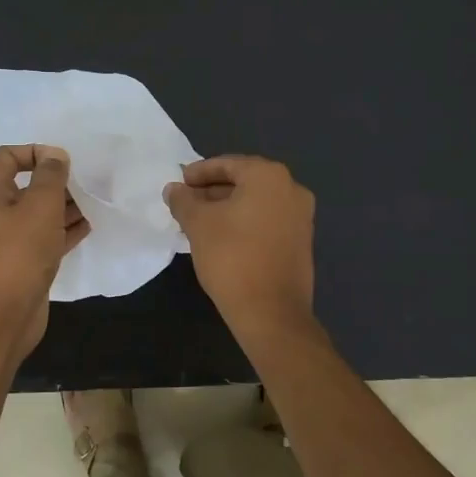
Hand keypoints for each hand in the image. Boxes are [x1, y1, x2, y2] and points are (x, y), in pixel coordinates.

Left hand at [0, 144, 89, 362]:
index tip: (64, 162)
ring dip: (63, 206)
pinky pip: (43, 238)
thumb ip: (51, 176)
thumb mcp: (40, 207)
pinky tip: (88, 227)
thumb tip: (55, 156)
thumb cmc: (18, 254)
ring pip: (37, 213)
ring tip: (93, 203)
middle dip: (55, 181)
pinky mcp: (20, 264)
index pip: (7, 156)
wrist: (0, 320)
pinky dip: (63, 231)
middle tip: (85, 183)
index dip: (35, 151)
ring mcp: (5, 241)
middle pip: (25, 185)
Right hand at [164, 155, 315, 332]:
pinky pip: (267, 221)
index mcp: (269, 176)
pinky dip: (244, 223)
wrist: (271, 312)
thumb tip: (173, 189)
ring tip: (198, 223)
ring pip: (256, 203)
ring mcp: (301, 217)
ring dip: (227, 209)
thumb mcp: (198, 224)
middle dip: (212, 191)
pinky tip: (222, 239)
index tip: (178, 184)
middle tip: (185, 203)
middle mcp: (291, 189)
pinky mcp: (301, 242)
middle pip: (244, 182)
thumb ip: (183, 200)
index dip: (198, 173)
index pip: (227, 164)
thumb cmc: (232, 257)